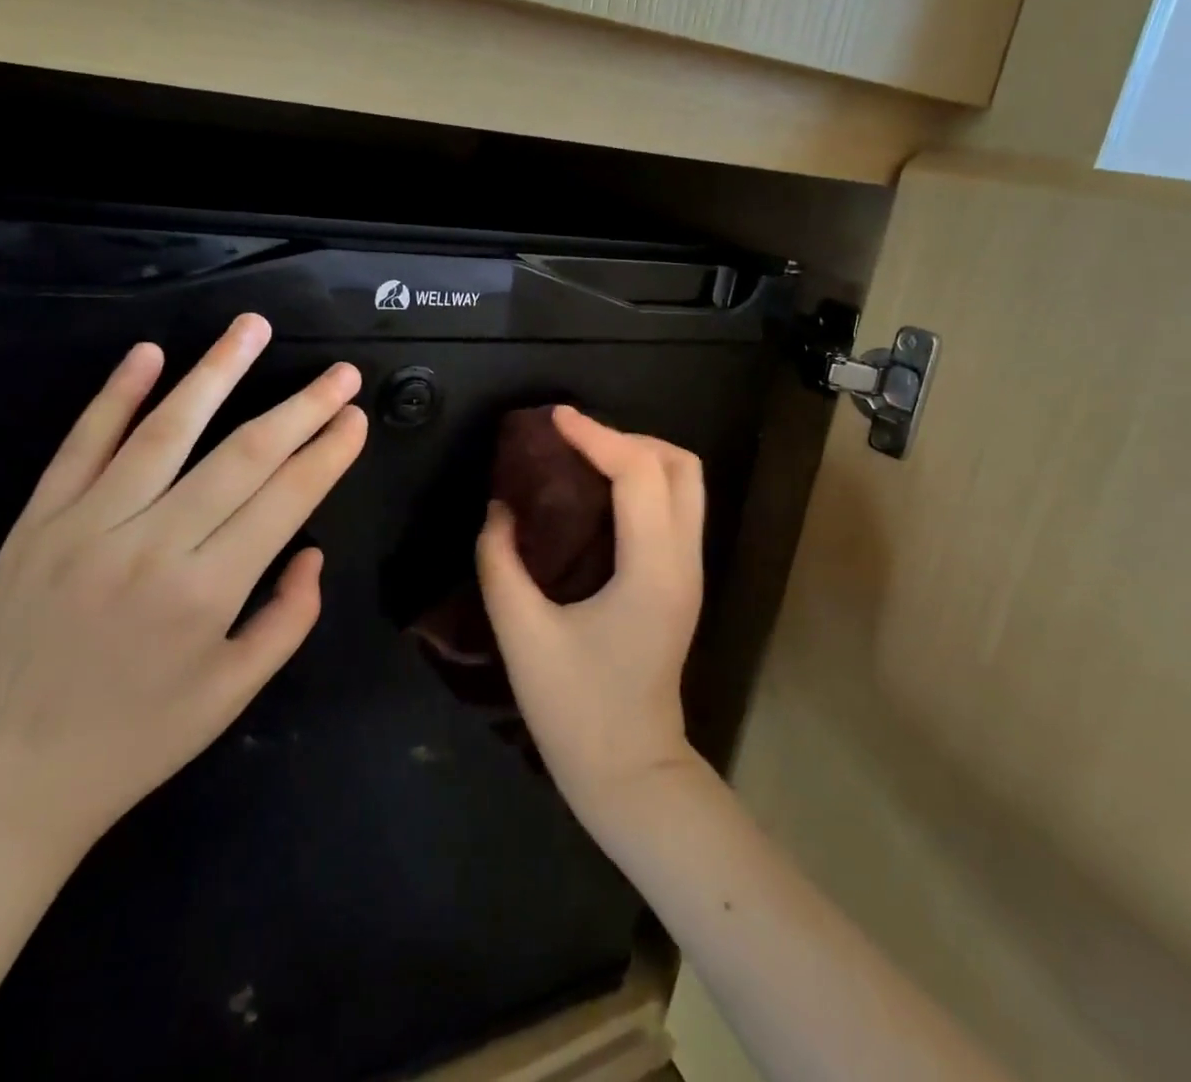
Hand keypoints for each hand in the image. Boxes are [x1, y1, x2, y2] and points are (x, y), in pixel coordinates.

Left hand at [0, 314, 366, 856]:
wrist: (1, 782)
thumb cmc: (135, 742)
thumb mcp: (234, 694)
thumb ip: (289, 617)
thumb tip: (312, 550)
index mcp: (206, 591)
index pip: (286, 497)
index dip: (328, 451)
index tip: (356, 417)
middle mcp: (151, 544)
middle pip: (242, 453)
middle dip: (301, 406)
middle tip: (341, 373)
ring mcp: (86, 525)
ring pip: (166, 430)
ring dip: (217, 372)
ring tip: (253, 327)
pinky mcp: (36, 521)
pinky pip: (81, 445)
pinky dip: (116, 396)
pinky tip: (149, 354)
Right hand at [476, 407, 703, 825]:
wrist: (631, 772)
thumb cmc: (576, 711)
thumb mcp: (523, 636)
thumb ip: (501, 564)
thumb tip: (499, 508)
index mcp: (652, 571)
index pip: (639, 474)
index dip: (597, 435)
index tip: (554, 418)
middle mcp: (684, 562)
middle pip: (682, 466)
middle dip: (628, 438)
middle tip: (573, 441)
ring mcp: (691, 572)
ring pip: (687, 484)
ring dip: (641, 457)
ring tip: (585, 459)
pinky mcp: (682, 582)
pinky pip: (675, 508)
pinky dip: (644, 482)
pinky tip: (599, 495)